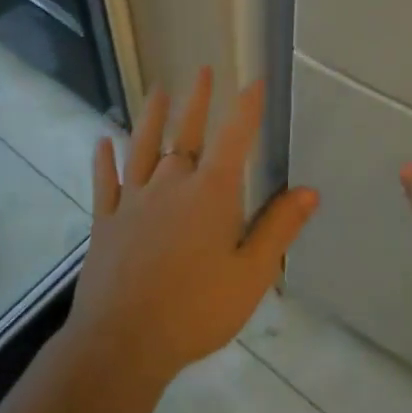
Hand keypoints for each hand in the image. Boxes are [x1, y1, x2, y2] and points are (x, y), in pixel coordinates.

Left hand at [67, 68, 319, 388]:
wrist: (123, 342)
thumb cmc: (196, 310)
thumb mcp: (251, 274)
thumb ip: (278, 228)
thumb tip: (309, 190)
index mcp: (210, 195)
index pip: (234, 139)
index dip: (246, 108)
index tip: (253, 80)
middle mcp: (170, 185)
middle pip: (186, 134)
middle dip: (198, 101)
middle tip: (203, 70)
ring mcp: (134, 201)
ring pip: (143, 147)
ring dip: (152, 117)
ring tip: (158, 90)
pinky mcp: (106, 221)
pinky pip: (106, 182)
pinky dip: (104, 161)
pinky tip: (101, 142)